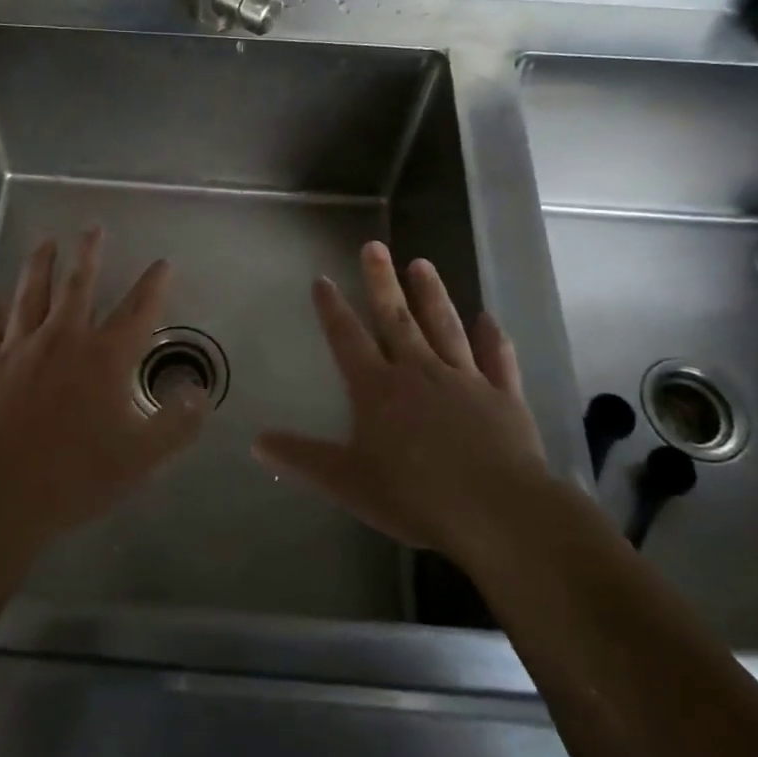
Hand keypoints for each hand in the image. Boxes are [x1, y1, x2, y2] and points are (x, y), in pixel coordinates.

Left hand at [0, 228, 206, 551]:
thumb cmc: (74, 476)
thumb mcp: (141, 458)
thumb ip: (177, 424)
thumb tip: (201, 392)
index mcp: (105, 357)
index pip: (138, 310)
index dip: (153, 284)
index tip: (162, 262)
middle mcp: (64, 338)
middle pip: (80, 284)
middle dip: (90, 253)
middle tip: (93, 228)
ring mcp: (18, 346)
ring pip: (32, 292)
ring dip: (41, 264)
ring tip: (46, 243)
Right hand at [253, 241, 548, 567]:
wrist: (496, 511)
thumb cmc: (414, 496)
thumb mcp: (347, 482)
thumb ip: (302, 458)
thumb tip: (256, 442)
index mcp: (378, 389)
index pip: (348, 339)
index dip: (332, 309)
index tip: (322, 279)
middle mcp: (418, 371)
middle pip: (396, 318)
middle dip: (381, 281)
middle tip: (375, 245)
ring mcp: (464, 379)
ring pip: (444, 326)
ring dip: (432, 294)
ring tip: (422, 263)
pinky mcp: (502, 395)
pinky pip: (497, 359)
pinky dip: (493, 338)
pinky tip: (489, 318)